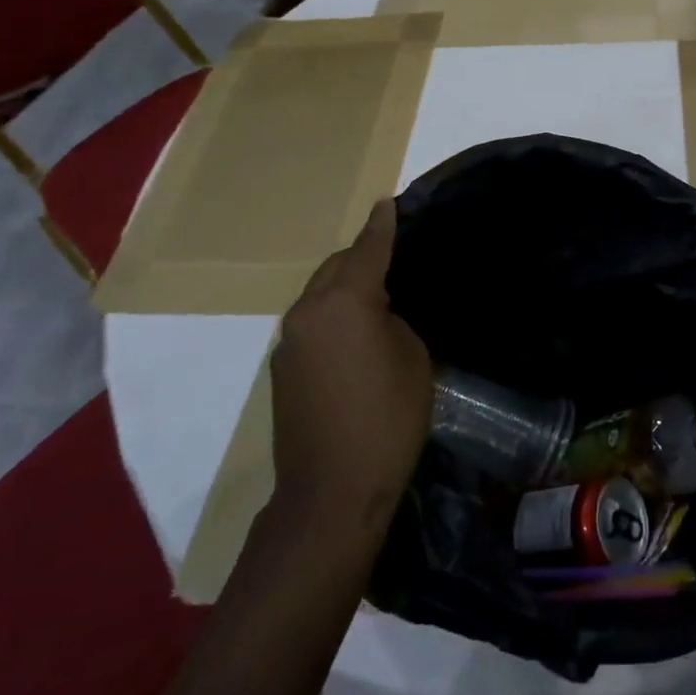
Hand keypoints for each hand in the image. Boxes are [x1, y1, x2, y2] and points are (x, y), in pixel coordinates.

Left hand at [270, 199, 433, 531]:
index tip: (389, 203)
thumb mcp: (413, 359)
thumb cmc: (387, 420)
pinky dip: (333, 315)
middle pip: (337, 267)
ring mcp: (288, 341)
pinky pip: (312, 323)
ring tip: (378, 297)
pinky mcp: (282, 368)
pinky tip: (355, 337)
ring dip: (346, 287)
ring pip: (321, 294)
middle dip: (363, 256)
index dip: (382, 226)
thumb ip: (394, 320)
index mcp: (344, 303)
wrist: (331, 491)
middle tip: (394, 257)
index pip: (367, 250)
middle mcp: (308, 312)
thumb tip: (379, 312)